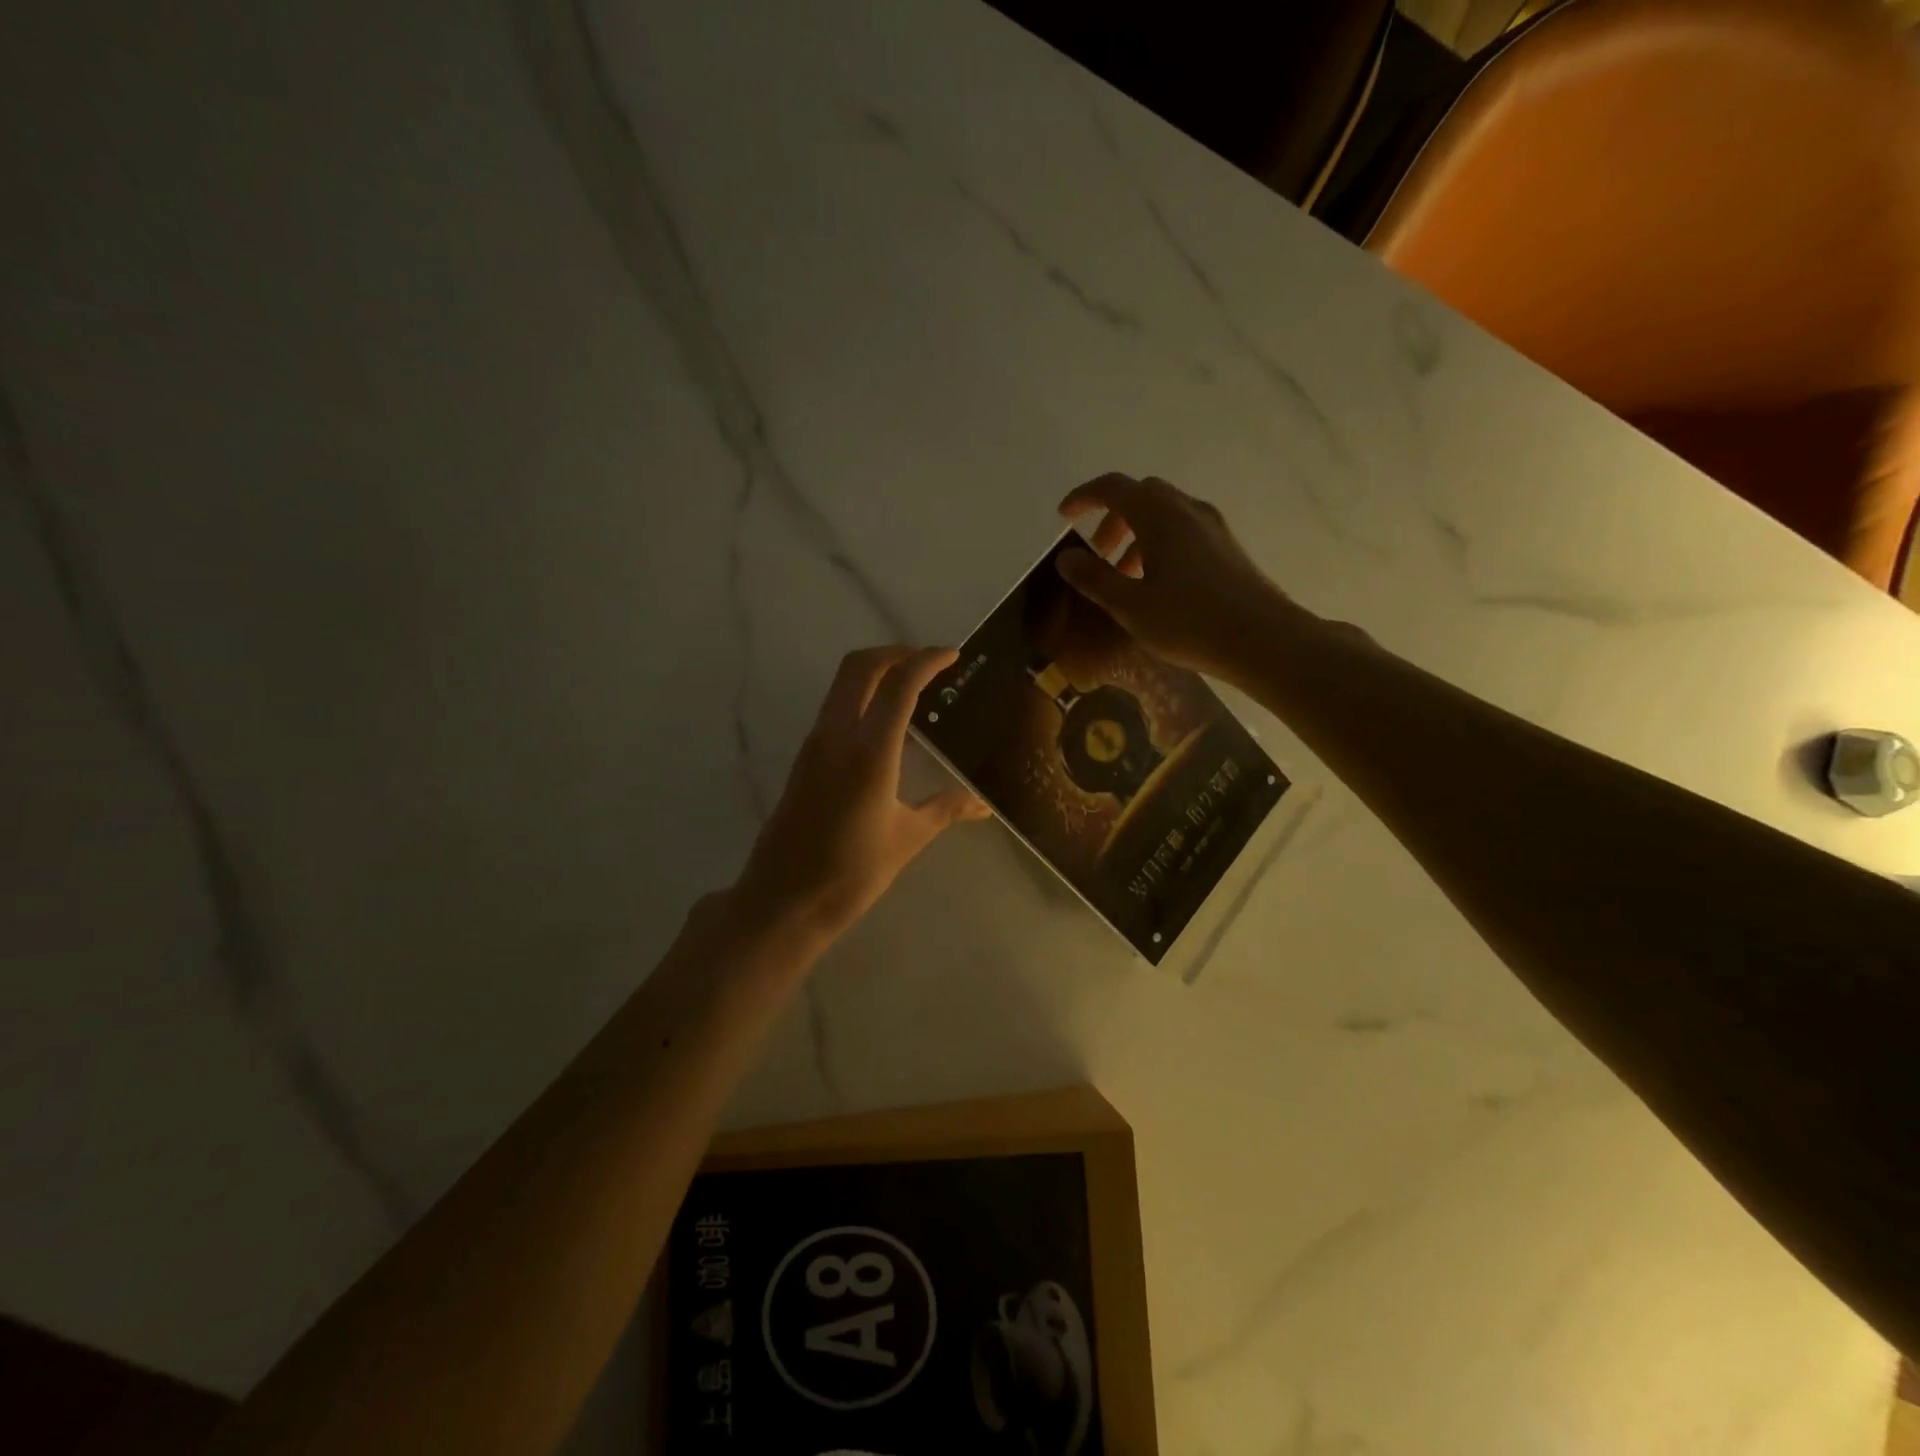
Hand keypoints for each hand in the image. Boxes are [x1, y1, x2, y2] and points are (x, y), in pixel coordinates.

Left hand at [731, 646, 990, 949]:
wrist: (783, 900)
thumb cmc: (851, 873)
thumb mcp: (907, 839)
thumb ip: (945, 809)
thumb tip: (983, 804)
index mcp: (869, 752)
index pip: (899, 685)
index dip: (927, 661)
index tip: (953, 655)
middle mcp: (837, 735)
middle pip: (861, 667)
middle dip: (897, 652)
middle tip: (930, 662)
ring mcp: (815, 743)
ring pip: (843, 683)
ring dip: (877, 670)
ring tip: (913, 685)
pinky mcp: (805, 757)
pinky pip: (835, 706)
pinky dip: (862, 694)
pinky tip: (887, 721)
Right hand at [1056, 473, 1298, 681]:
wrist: (1262, 639)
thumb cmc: (1188, 621)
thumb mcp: (1129, 605)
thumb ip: (1094, 578)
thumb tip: (1066, 556)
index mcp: (1159, 515)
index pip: (1113, 488)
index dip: (1084, 497)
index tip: (1064, 516)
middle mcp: (1187, 510)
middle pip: (1141, 495)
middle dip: (1112, 517)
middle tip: (1097, 552)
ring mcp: (1212, 527)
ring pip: (1164, 514)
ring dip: (1136, 534)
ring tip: (1124, 575)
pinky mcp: (1227, 547)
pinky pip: (1184, 530)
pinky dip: (1160, 543)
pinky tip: (1157, 583)